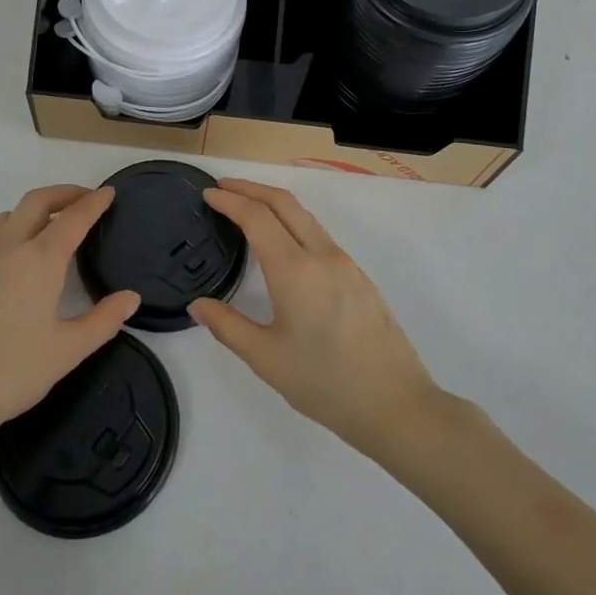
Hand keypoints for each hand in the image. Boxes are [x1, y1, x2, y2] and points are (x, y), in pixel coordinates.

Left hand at [0, 185, 137, 449]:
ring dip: (36, 208)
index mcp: (39, 261)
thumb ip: (103, 321)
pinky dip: (15, 229)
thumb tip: (131, 297)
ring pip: (10, 216)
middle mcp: (9, 250)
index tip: (108, 192)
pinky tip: (21, 259)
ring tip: (54, 224)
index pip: (72, 219)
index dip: (93, 203)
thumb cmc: (10, 372)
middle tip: (86, 199)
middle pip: (37, 202)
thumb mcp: (67, 352)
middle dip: (64, 193)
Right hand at [191, 179, 440, 458]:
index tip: (208, 194)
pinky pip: (320, 235)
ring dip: (274, 204)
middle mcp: (322, 255)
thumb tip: (198, 305)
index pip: (257, 217)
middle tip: (223, 188)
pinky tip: (283, 244)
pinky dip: (293, 223)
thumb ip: (228, 326)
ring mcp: (346, 264)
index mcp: (295, 270)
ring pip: (305, 217)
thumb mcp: (266, 359)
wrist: (397, 405)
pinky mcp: (360, 277)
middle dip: (251, 189)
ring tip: (248, 209)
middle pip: (284, 203)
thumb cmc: (325, 383)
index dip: (230, 200)